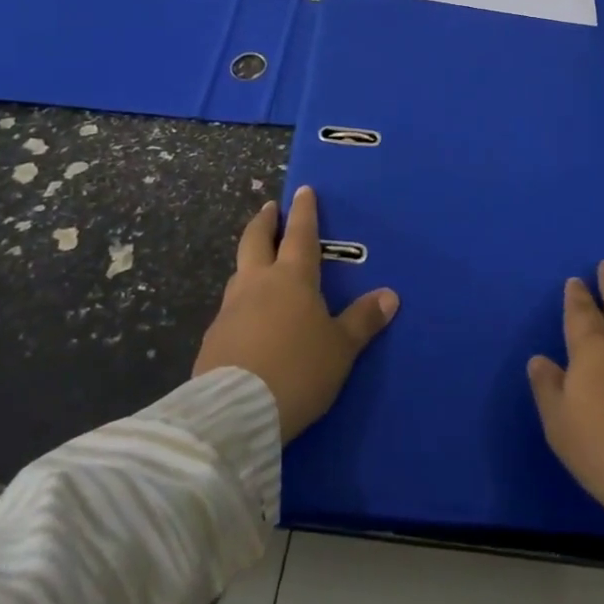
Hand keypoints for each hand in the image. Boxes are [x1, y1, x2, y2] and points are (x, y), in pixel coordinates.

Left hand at [193, 187, 398, 441]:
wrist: (234, 413)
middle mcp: (258, 284)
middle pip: (256, 240)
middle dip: (264, 221)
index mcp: (292, 278)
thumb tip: (390, 295)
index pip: (300, 234)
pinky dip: (240, 303)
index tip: (303, 190)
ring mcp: (230, 310)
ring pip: (239, 272)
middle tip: (269, 209)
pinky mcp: (212, 339)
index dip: (304, 212)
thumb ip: (363, 320)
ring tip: (258, 262)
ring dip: (249, 261)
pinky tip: (246, 319)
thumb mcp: (340, 348)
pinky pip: (230, 309)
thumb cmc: (298, 370)